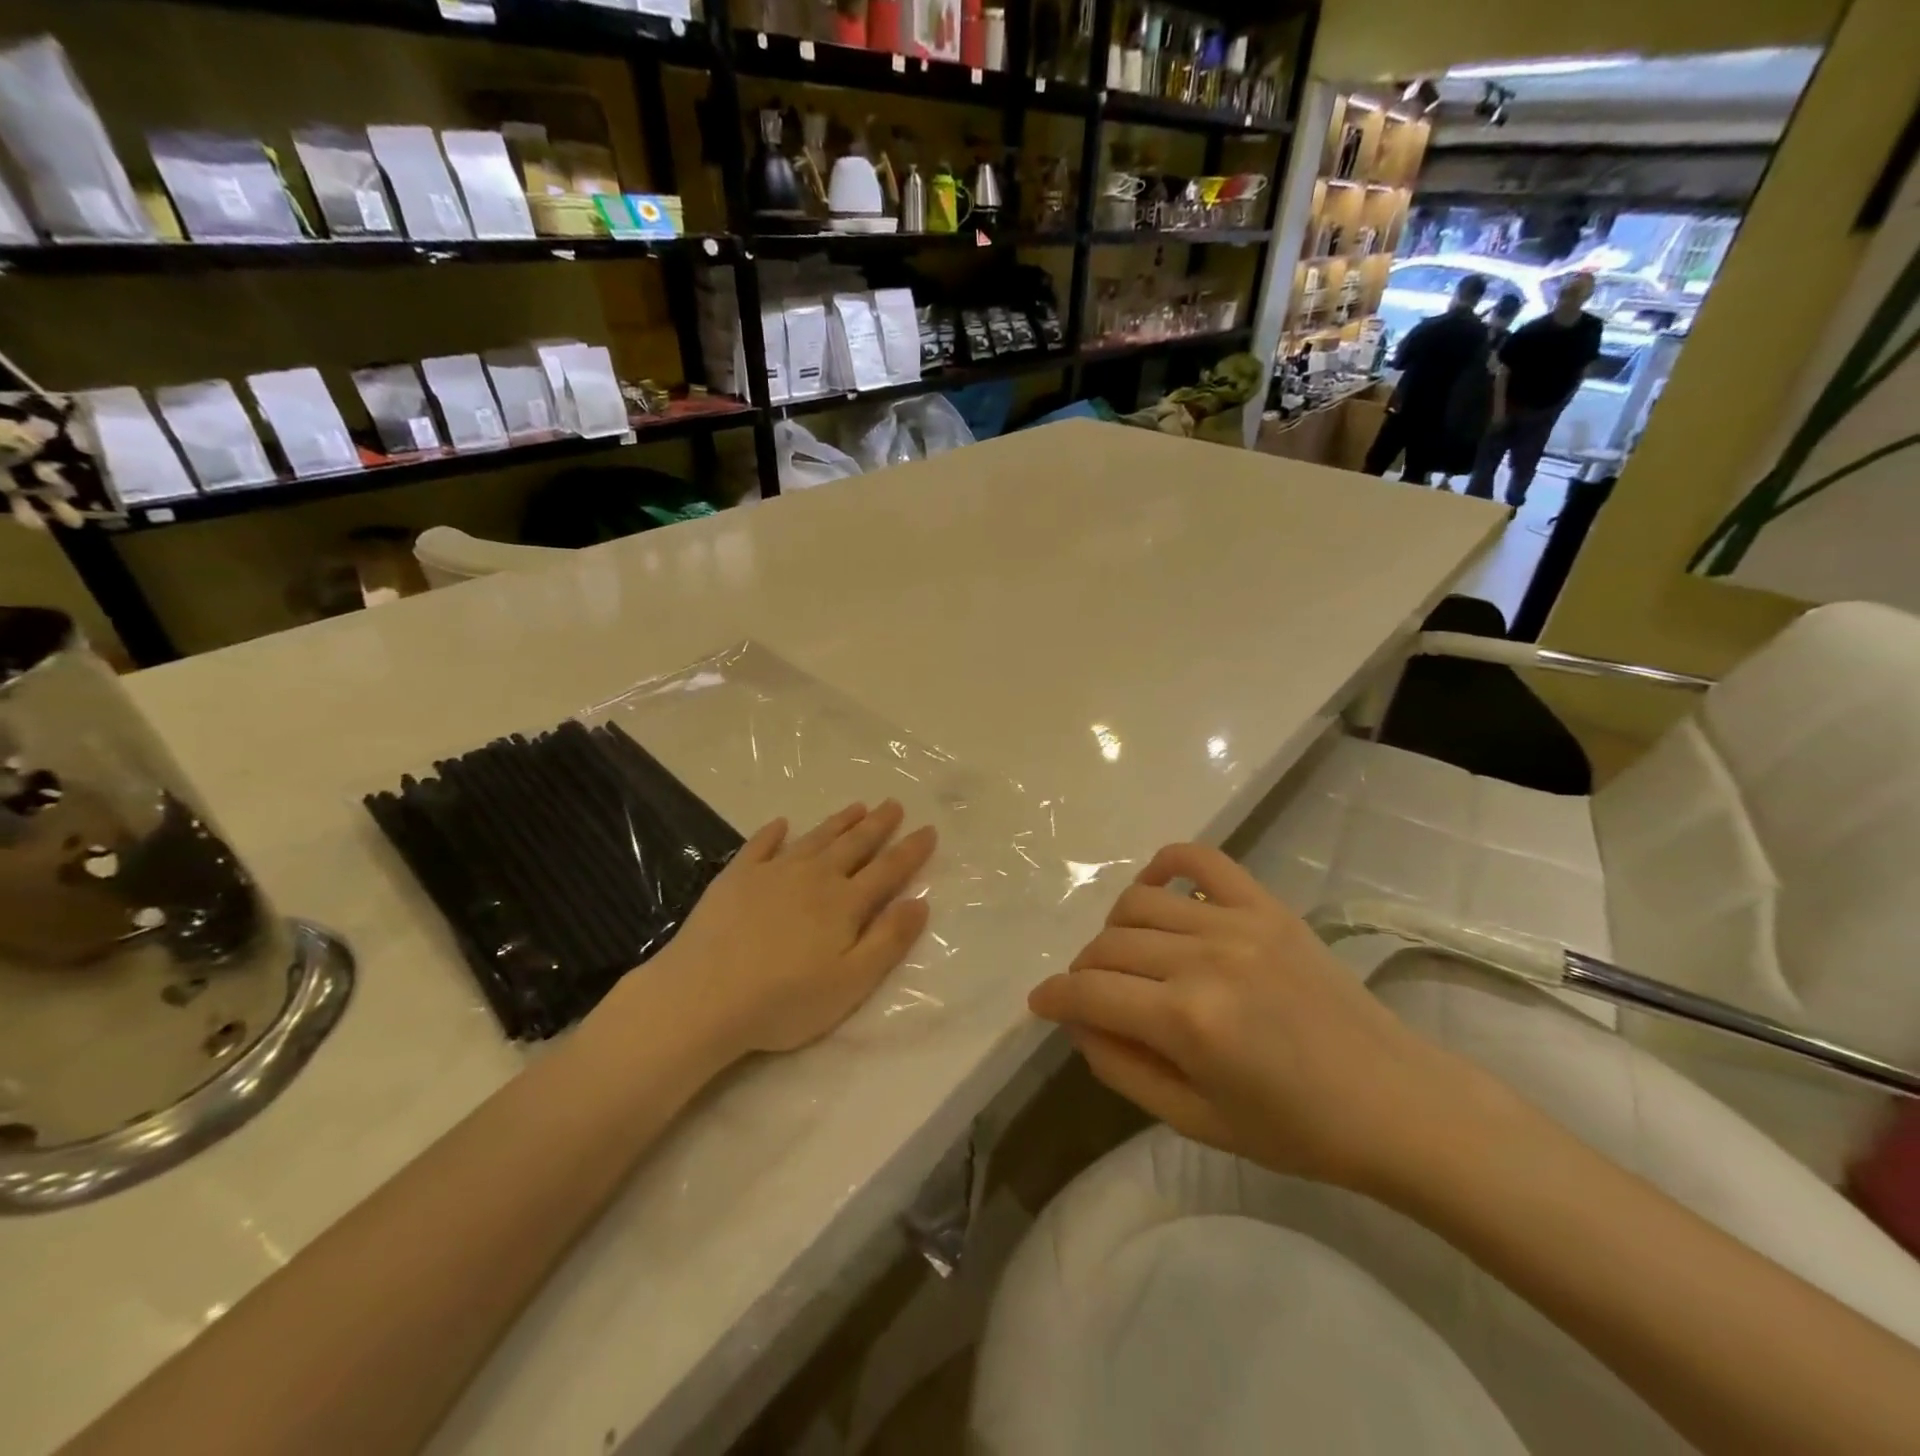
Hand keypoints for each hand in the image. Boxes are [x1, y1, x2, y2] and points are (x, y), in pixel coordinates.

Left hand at [624, 801, 936, 1059]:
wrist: (703, 997)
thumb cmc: (783, 1000)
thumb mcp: (851, 982)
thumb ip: (889, 940)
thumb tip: (921, 902)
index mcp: (845, 903)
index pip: (888, 870)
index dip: (910, 850)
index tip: (928, 830)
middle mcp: (814, 877)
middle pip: (854, 845)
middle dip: (878, 825)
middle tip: (894, 804)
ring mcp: (772, 873)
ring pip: (815, 839)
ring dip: (838, 822)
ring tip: (857, 806)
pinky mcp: (736, 878)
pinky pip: (760, 845)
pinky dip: (773, 832)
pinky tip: (781, 823)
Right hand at [1028, 843, 1471, 1192]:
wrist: (1397, 1102)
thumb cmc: (1298, 1130)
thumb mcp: (1197, 1121)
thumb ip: (1124, 1069)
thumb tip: (1079, 1023)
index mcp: (1188, 1021)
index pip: (1090, 992)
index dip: (1054, 997)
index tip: (1039, 1003)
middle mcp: (1204, 959)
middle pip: (1108, 945)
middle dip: (1084, 971)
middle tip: (1093, 996)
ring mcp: (1237, 923)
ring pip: (1139, 902)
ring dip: (1116, 929)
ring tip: (1128, 956)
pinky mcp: (1266, 905)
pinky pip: (1202, 860)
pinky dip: (1168, 864)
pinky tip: (1158, 887)